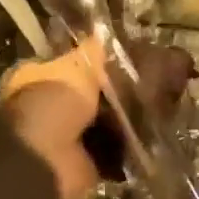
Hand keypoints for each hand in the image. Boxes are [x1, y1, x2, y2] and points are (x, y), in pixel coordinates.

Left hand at [0, 39, 193, 198]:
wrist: (46, 163)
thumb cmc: (53, 105)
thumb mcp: (75, 66)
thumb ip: (93, 52)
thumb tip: (107, 34)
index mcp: (37, 78)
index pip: (71, 61)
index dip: (97, 58)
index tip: (127, 54)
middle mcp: (49, 106)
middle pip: (90, 92)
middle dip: (116, 89)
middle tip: (151, 77)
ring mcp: (67, 136)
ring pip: (104, 120)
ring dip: (125, 116)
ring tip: (160, 101)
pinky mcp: (86, 162)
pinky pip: (114, 148)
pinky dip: (130, 143)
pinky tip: (155, 129)